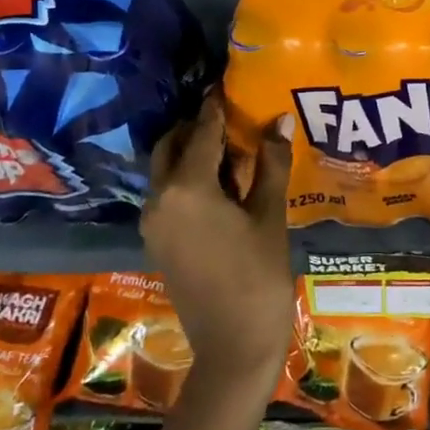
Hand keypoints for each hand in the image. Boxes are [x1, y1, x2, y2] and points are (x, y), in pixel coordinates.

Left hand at [141, 90, 296, 389]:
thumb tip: (278, 119)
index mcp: (186, 188)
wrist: (233, 346)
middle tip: (234, 119)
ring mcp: (152, 221)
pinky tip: (222, 185)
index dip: (218, 105)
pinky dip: (187, 178)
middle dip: (200, 127)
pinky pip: (166, 193)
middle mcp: (159, 198)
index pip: (203, 131)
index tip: (228, 82)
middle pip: (173, 145)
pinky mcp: (155, 240)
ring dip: (192, 153)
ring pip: (166, 169)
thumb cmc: (258, 276)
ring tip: (233, 152)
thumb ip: (270, 163)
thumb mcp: (269, 216)